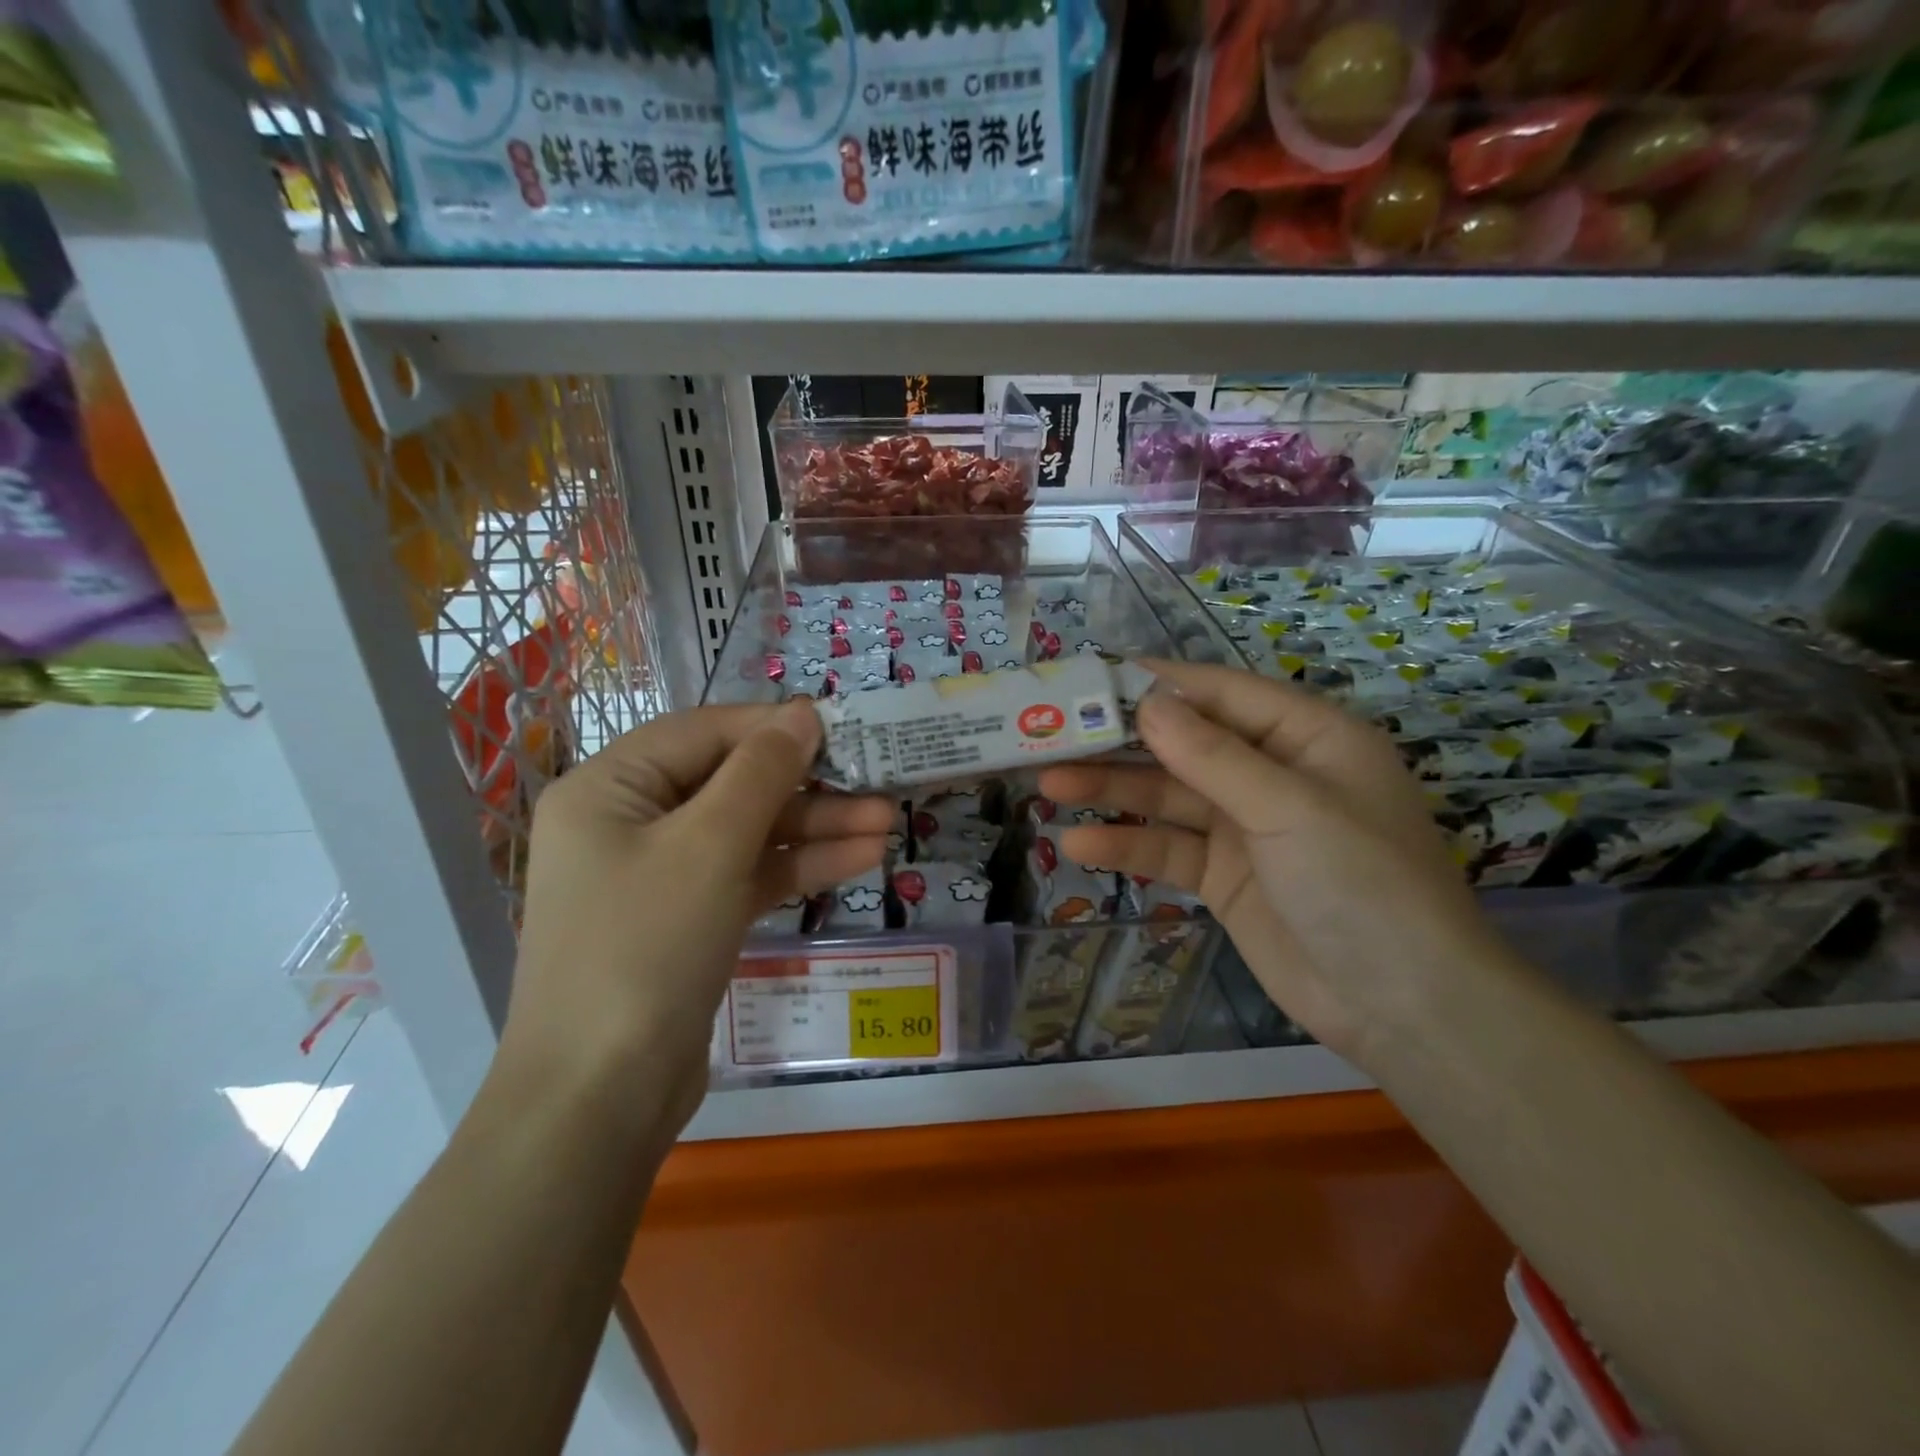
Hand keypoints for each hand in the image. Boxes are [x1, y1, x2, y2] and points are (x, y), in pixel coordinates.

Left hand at [506, 701, 892, 1142]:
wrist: (601, 1098)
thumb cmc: (645, 947)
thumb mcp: (710, 846)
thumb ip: (761, 772)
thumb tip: (802, 713)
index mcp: (609, 788)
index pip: (703, 733)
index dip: (774, 727)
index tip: (842, 727)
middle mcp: (629, 822)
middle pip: (731, 783)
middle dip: (808, 787)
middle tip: (878, 782)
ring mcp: (661, 875)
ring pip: (748, 832)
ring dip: (816, 828)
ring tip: (888, 823)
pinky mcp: (690, 919)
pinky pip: (749, 875)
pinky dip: (799, 867)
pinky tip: (860, 859)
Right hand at [1037, 660, 1520, 1064]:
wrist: (1402, 1008)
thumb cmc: (1362, 884)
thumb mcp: (1289, 809)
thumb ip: (1213, 756)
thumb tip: (1146, 701)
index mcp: (1307, 737)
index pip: (1221, 693)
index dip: (1158, 683)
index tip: (1093, 677)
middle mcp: (1273, 774)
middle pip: (1185, 744)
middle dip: (1122, 741)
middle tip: (1052, 733)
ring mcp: (1246, 827)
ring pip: (1168, 796)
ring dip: (1112, 791)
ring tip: (1048, 783)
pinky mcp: (1225, 876)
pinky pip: (1168, 849)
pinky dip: (1128, 844)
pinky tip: (1079, 844)